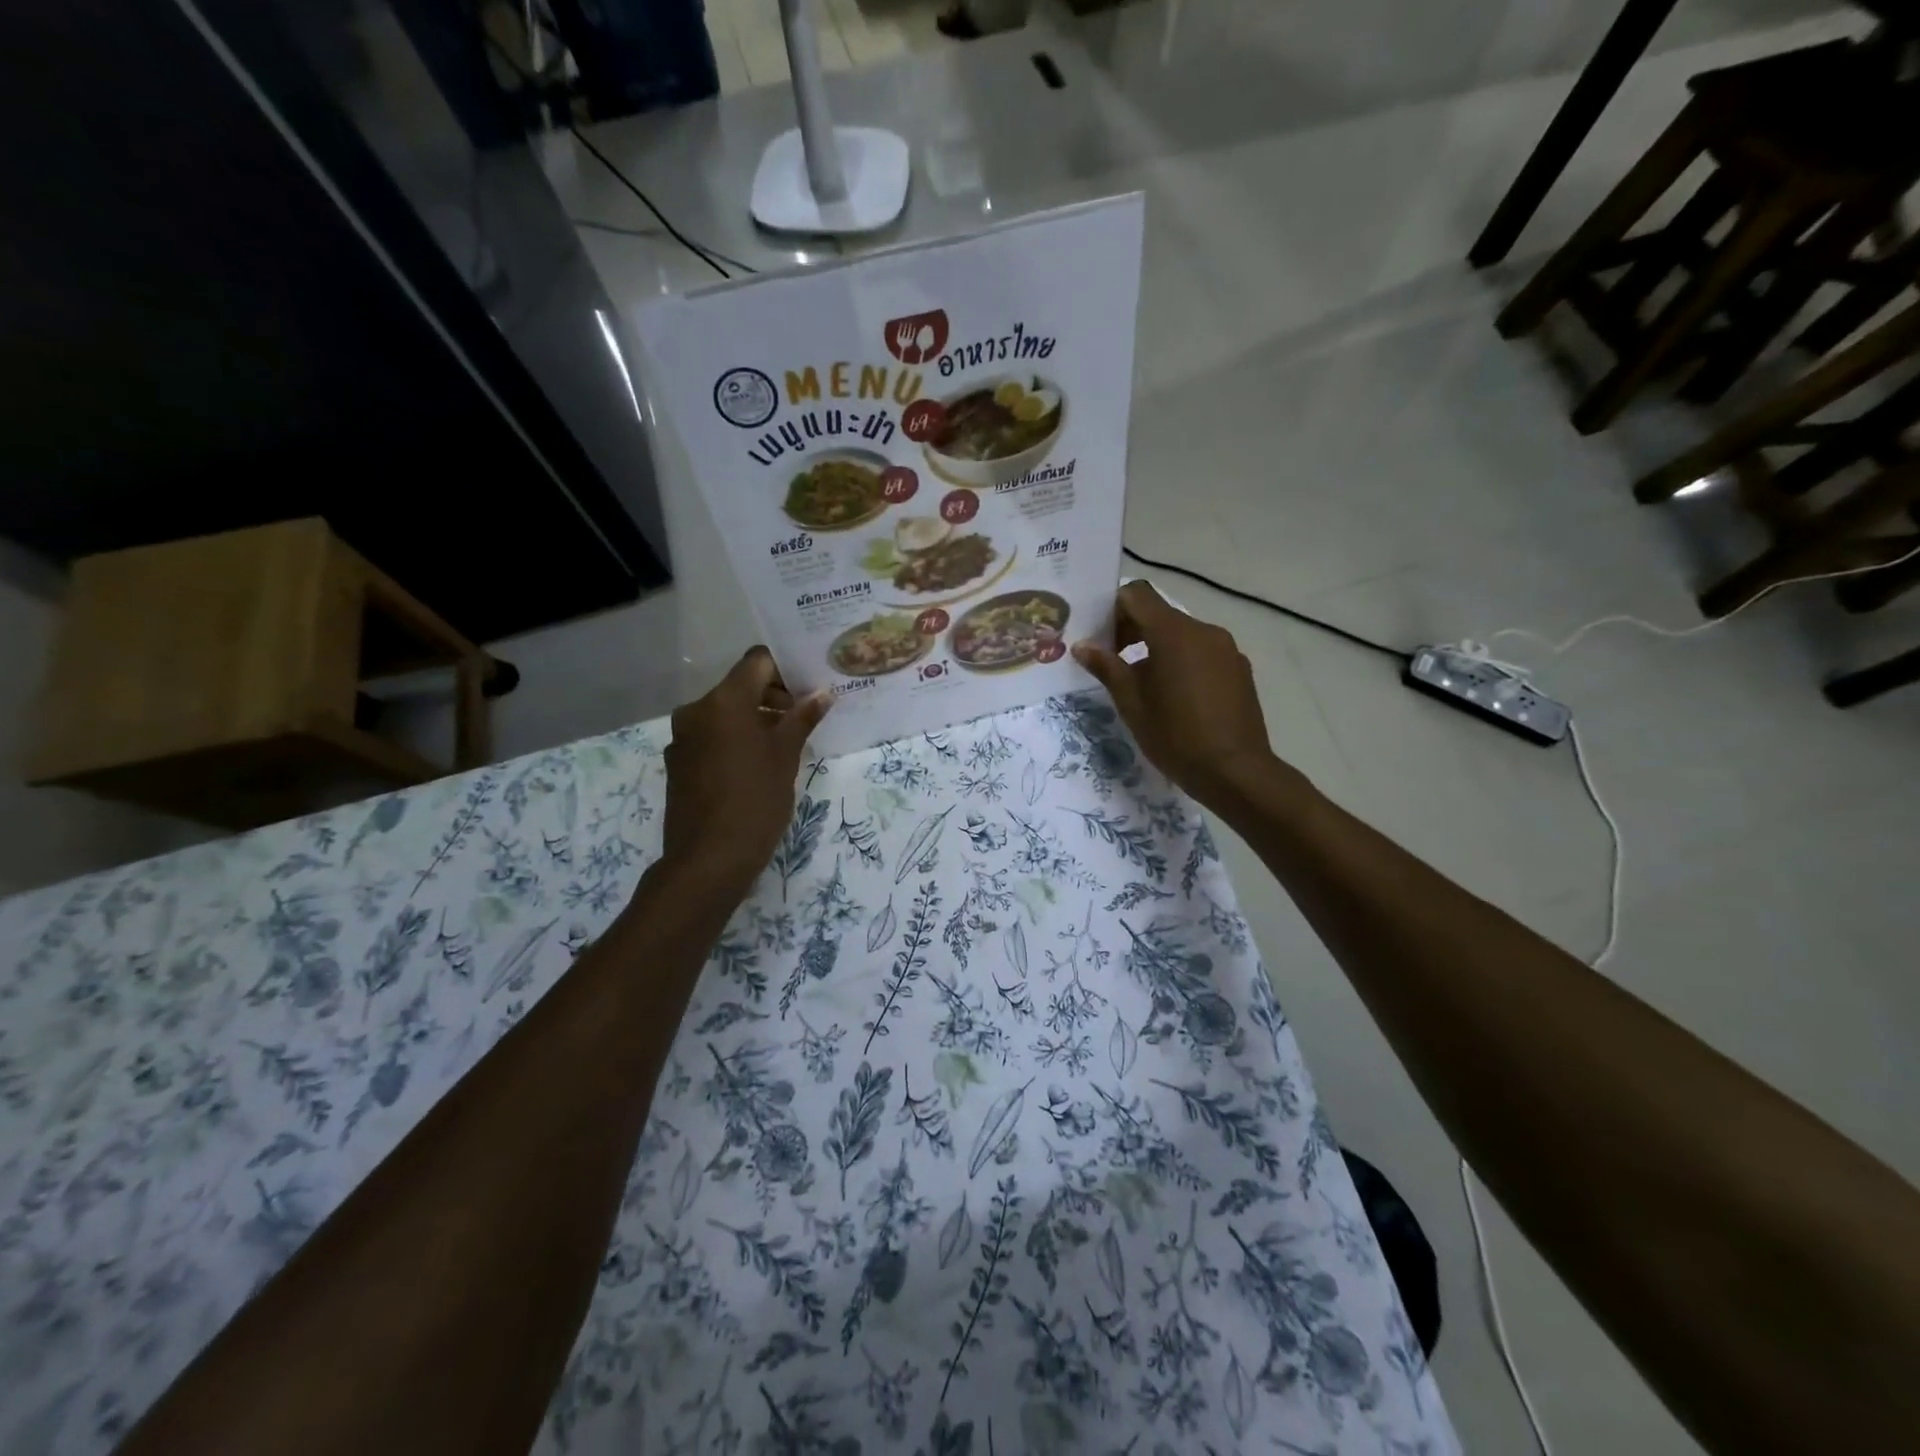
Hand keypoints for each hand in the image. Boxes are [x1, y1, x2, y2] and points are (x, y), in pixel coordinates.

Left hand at [661, 648, 830, 893]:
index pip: (757, 661)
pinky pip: (712, 737)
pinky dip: (735, 740)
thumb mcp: (786, 756)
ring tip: (785, 745)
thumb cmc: (756, 800)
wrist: (709, 859)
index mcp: (723, 701)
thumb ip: (802, 718)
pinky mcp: (678, 763)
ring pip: (725, 714)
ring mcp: (683, 738)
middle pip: (740, 686)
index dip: (786, 668)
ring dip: (755, 720)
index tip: (809, 688)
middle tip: (804, 718)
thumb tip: (823, 693)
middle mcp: (696, 710)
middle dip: (773, 696)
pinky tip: (756, 766)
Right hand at [1072, 581, 1286, 811]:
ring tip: (1144, 685)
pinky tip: (1177, 697)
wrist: (1234, 771)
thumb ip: (1106, 667)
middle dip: (1132, 631)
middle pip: (1160, 614)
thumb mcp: (1131, 703)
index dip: (1112, 609)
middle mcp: (1204, 630)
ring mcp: (1226, 648)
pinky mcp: (1239, 668)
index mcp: (1173, 633)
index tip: (1100, 638)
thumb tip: (1082, 646)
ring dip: (1157, 648)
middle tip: (1113, 663)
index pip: (1136, 595)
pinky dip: (1183, 662)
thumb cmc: (1175, 736)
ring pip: (1182, 634)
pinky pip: (1203, 652)